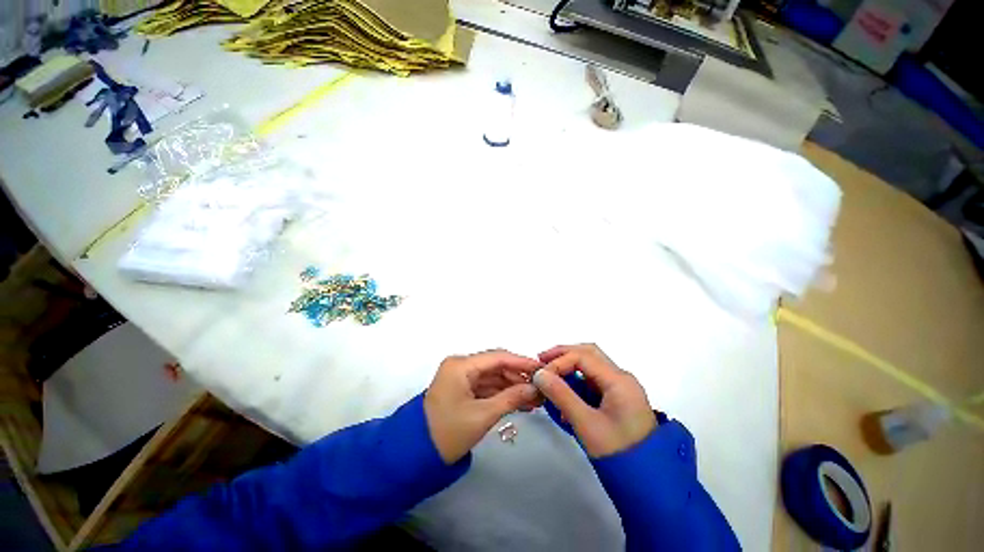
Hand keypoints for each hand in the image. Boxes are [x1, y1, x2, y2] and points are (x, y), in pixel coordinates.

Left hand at [424, 350, 540, 463]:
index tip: (545, 371)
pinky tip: (521, 405)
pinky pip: (486, 389)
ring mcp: (459, 381)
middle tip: (543, 390)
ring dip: (513, 388)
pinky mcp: (460, 394)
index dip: (524, 363)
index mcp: (460, 366)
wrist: (421, 451)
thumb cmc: (451, 430)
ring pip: (493, 379)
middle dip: (520, 378)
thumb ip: (512, 398)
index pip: (498, 357)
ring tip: (536, 401)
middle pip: (496, 367)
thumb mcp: (484, 414)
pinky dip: (502, 396)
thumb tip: (536, 388)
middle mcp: (459, 368)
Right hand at [533, 344, 655, 457]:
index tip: (539, 377)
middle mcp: (622, 379)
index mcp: (618, 380)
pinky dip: (579, 387)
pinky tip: (564, 402)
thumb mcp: (585, 422)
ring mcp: (623, 389)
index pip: (584, 356)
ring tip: (548, 386)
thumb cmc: (616, 446)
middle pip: (590, 356)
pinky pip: (597, 385)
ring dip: (570, 373)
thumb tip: (541, 375)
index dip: (559, 362)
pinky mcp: (620, 401)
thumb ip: (562, 396)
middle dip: (564, 357)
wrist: (642, 468)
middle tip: (540, 364)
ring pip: (593, 370)